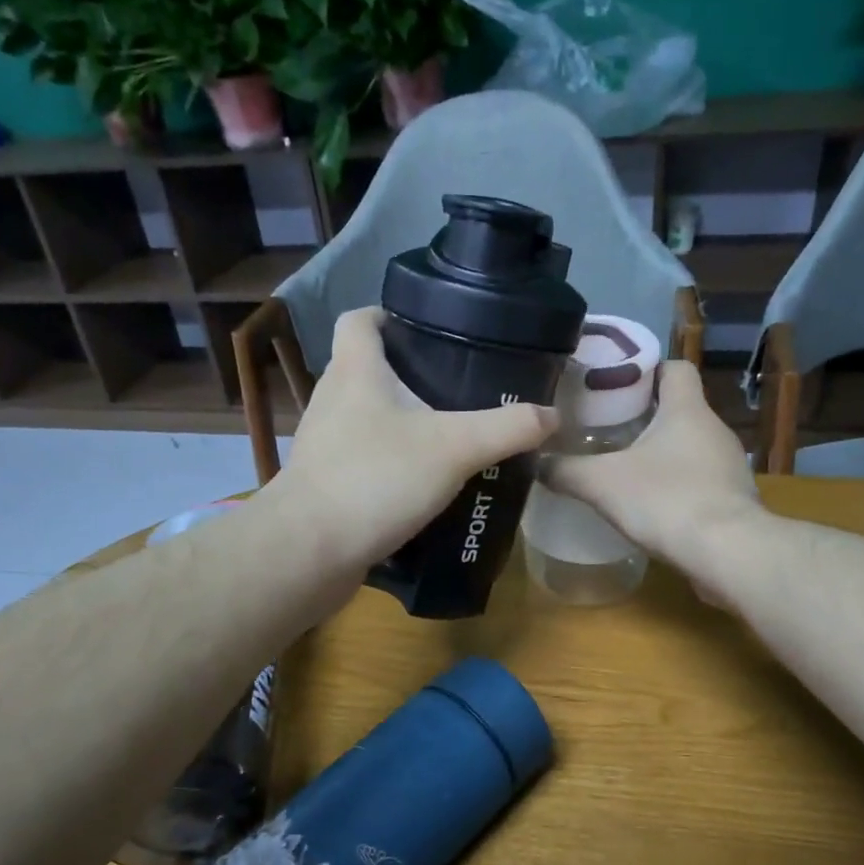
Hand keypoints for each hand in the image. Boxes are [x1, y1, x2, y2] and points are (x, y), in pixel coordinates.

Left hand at [266, 308, 557, 567]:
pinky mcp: (326, 481)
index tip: (429, 328)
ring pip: (366, 415)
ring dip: (401, 420)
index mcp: (356, 370)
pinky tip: (423, 482)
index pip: (359, 319)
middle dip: (409, 372)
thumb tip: (554, 416)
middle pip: (367, 367)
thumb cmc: (377, 479)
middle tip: (459, 386)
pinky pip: (363, 457)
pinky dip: (390, 460)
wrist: (310, 550)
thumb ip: (508, 429)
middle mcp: (333, 398)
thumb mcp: (455, 448)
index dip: (389, 314)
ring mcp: (325, 442)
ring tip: (449, 434)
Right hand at [543, 360, 761, 583]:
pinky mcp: (733, 500)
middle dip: (644, 417)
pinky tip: (650, 507)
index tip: (616, 386)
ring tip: (623, 470)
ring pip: (690, 447)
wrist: (727, 553)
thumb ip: (565, 470)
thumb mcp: (601, 483)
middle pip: (679, 409)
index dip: (647, 371)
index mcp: (686, 410)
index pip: (675, 368)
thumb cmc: (665, 500)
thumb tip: (536, 463)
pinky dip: (676, 487)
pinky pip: (700, 481)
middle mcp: (714, 430)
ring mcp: (729, 466)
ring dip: (661, 455)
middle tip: (605, 430)